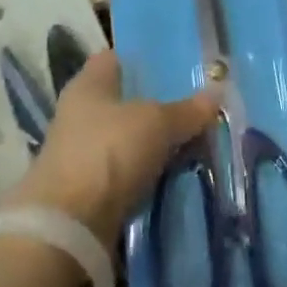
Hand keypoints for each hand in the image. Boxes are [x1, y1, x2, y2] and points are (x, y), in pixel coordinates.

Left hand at [8, 51, 218, 244]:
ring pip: (128, 140)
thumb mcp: (156, 123)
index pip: (117, 58)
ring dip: (154, 145)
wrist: (68, 228)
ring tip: (197, 142)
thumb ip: (187, 109)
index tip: (179, 63)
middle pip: (125, 101)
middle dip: (158, 105)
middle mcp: (80, 113)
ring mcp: (81, 154)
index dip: (145, 59)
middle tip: (198, 106)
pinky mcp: (88, 193)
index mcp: (88, 83)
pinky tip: (177, 176)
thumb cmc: (108, 152)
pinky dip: (148, 175)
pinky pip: (127, 174)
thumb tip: (218, 92)